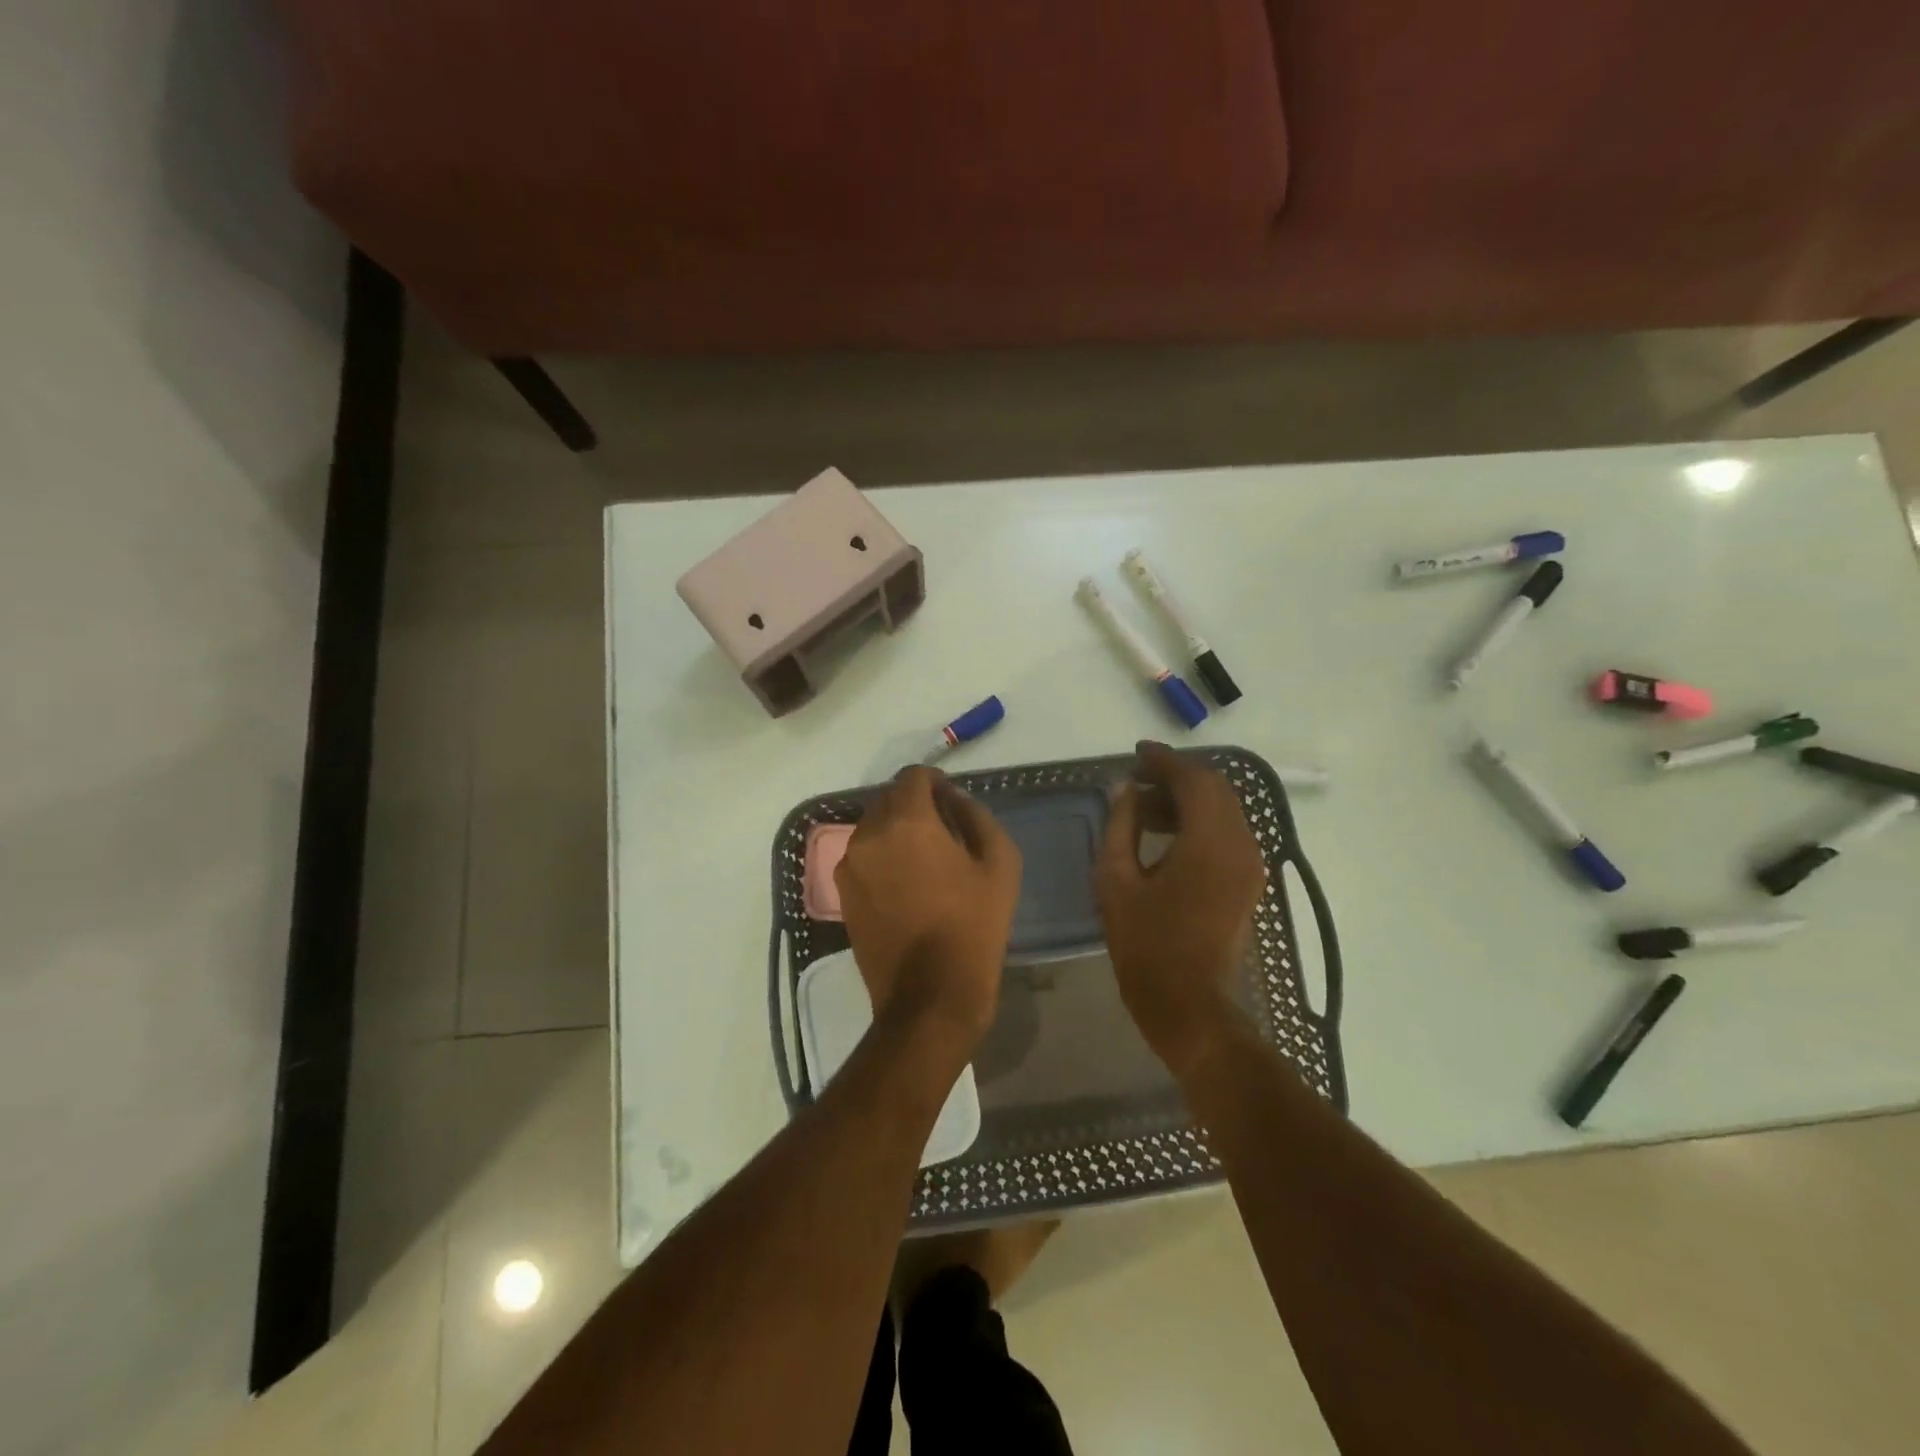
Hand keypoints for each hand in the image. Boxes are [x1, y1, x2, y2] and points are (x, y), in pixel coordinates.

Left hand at [835, 767, 1021, 1050]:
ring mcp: (849, 865)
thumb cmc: (973, 926)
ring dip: (896, 830)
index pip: (913, 777)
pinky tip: (905, 884)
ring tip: (924, 859)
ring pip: (872, 827)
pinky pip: (862, 856)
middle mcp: (869, 834)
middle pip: (889, 799)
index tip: (952, 802)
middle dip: (915, 804)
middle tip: (944, 830)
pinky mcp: (842, 893)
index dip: (935, 782)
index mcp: (907, 822)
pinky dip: (882, 856)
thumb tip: (955, 800)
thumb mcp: (999, 864)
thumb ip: (977, 817)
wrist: (929, 995)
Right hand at [1096, 742, 1266, 1075]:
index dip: (1163, 761)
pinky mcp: (1249, 882)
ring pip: (1224, 810)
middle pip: (1215, 789)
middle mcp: (1241, 845)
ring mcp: (1251, 865)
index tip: (1135, 754)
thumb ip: (1121, 826)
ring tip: (1143, 811)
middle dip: (1176, 777)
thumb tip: (1124, 789)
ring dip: (1187, 800)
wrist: (1189, 1006)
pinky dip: (1199, 822)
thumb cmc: (1146, 946)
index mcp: (1209, 842)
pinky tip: (1166, 836)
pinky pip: (1228, 834)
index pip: (1193, 779)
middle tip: (1136, 781)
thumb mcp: (1117, 881)